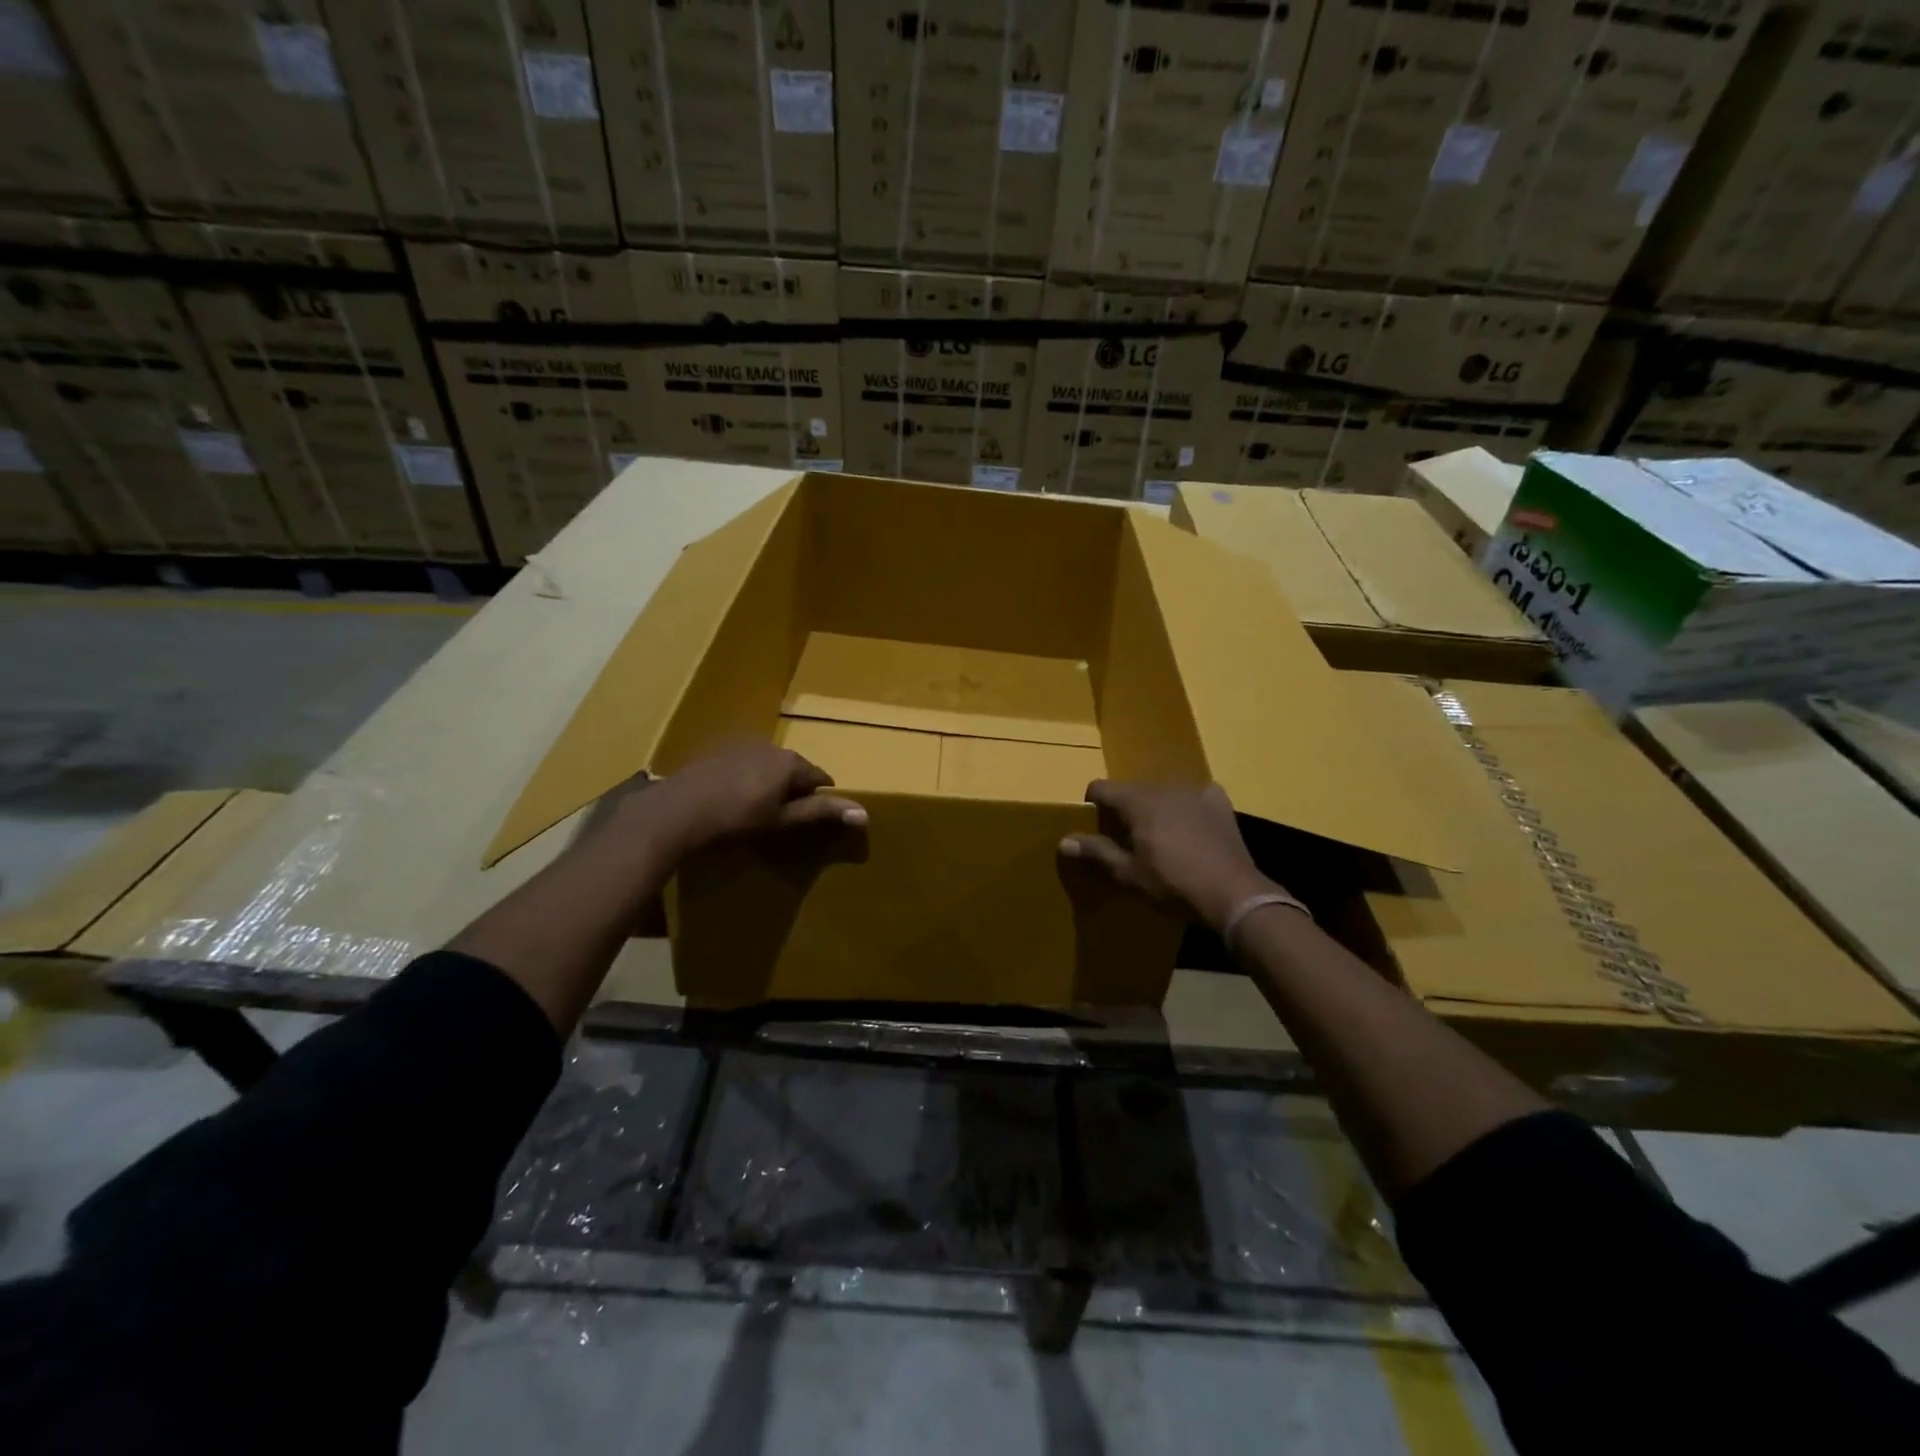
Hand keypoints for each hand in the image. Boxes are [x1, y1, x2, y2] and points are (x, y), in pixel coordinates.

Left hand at [632, 741, 866, 862]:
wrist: (679, 809)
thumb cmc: (738, 818)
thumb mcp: (783, 819)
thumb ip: (821, 813)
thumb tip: (864, 813)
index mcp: (790, 762)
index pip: (819, 777)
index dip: (820, 797)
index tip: (815, 814)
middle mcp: (770, 746)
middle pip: (793, 768)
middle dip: (793, 787)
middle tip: (785, 813)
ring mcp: (741, 745)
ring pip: (767, 764)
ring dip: (768, 781)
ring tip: (758, 807)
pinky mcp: (717, 750)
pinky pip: (743, 762)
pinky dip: (745, 777)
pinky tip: (732, 797)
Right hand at [1059, 780, 1280, 931]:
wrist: (1233, 894)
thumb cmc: (1173, 885)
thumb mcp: (1128, 874)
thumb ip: (1096, 853)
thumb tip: (1065, 841)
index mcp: (1138, 801)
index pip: (1102, 788)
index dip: (1092, 804)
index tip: (1094, 827)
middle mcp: (1164, 787)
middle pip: (1132, 790)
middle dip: (1124, 809)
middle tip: (1126, 839)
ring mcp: (1195, 792)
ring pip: (1163, 792)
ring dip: (1155, 808)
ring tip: (1159, 837)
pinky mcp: (1220, 804)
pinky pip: (1195, 796)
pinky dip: (1187, 808)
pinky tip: (1191, 829)